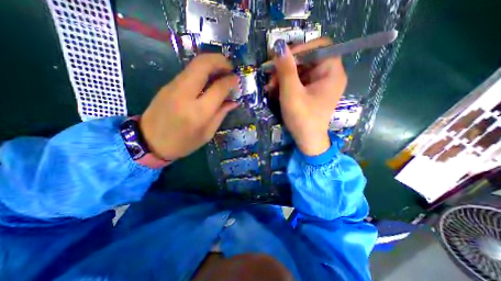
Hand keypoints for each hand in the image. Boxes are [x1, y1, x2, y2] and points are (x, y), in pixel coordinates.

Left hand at [138, 53, 236, 160]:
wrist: (150, 142)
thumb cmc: (183, 143)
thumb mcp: (207, 133)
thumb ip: (221, 114)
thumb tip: (234, 102)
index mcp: (198, 112)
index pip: (218, 88)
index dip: (230, 81)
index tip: (236, 79)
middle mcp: (185, 94)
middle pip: (203, 65)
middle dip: (220, 60)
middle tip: (230, 67)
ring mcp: (174, 87)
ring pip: (194, 64)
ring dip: (211, 63)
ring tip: (222, 71)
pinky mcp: (168, 85)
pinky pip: (189, 71)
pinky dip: (202, 69)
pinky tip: (209, 78)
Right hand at [268, 38, 347, 155]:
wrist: (307, 141)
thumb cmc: (302, 118)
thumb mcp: (291, 93)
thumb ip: (286, 70)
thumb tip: (279, 46)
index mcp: (332, 73)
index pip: (320, 47)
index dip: (300, 49)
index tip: (281, 58)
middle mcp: (329, 75)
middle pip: (308, 59)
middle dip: (287, 67)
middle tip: (270, 76)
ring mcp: (320, 85)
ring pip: (300, 71)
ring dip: (283, 77)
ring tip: (270, 87)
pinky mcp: (312, 92)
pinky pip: (299, 81)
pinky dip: (287, 84)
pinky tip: (275, 91)